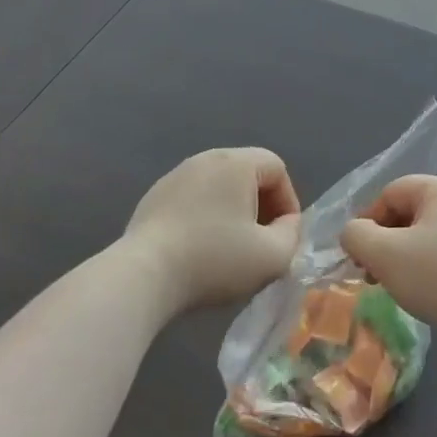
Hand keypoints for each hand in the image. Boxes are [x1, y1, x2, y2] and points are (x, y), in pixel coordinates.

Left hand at [125, 148, 301, 313]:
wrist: (144, 276)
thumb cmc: (215, 260)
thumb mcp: (273, 256)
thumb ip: (292, 234)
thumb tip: (285, 224)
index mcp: (235, 163)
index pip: (276, 168)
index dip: (289, 201)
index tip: (285, 235)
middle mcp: (204, 160)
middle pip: (247, 174)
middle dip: (262, 207)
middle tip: (263, 241)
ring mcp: (173, 177)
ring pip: (218, 188)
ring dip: (233, 213)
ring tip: (232, 249)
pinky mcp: (152, 199)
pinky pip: (192, 201)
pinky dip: (205, 219)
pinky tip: (199, 251)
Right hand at [340, 176, 436, 370]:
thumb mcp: (384, 253)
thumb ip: (356, 235)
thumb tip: (354, 234)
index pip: (390, 193)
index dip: (367, 220)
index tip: (358, 254)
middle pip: (407, 215)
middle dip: (382, 243)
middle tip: (370, 274)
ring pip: (423, 241)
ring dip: (400, 262)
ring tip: (392, 289)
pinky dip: (424, 274)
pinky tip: (420, 297)